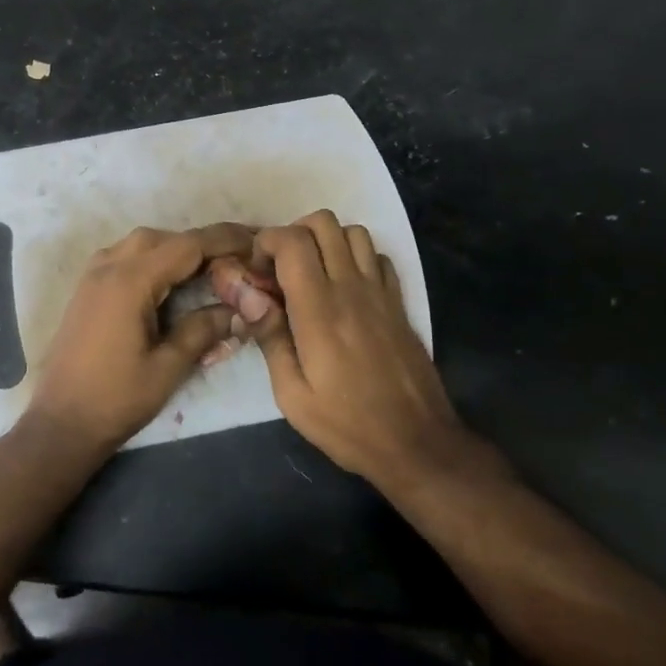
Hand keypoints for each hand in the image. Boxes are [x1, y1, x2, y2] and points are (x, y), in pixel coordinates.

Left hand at [30, 224, 252, 452]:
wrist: (60, 423)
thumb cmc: (116, 399)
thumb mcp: (168, 367)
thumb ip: (203, 330)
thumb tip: (239, 309)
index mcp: (130, 281)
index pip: (187, 245)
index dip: (224, 240)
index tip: (255, 241)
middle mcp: (109, 267)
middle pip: (164, 238)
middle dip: (202, 245)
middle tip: (235, 263)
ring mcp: (93, 276)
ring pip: (142, 244)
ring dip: (176, 250)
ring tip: (206, 272)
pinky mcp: (86, 289)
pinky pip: (124, 257)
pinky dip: (152, 259)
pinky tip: (168, 283)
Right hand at [248, 211, 476, 489]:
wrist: (417, 443)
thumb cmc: (347, 425)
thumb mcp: (292, 394)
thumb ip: (270, 337)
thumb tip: (248, 296)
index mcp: (319, 309)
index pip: (292, 241)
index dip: (266, 242)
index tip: (256, 272)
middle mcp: (351, 288)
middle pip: (323, 222)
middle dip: (293, 233)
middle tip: (280, 269)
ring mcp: (380, 292)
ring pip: (353, 232)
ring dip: (326, 241)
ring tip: (312, 274)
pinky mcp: (399, 303)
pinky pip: (377, 257)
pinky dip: (357, 258)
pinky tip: (346, 288)